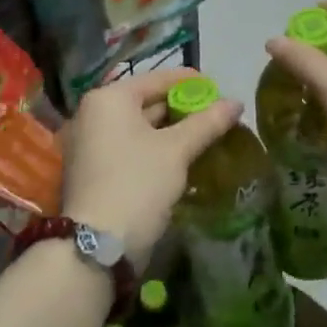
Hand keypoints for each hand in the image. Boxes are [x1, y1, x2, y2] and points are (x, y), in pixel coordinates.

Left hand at [59, 68, 241, 259]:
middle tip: (216, 116)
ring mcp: (90, 144)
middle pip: (147, 102)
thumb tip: (237, 102)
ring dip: (172, 131)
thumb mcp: (177, 149)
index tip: (219, 88)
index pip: (157, 78)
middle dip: (183, 109)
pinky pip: (130, 148)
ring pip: (140, 128)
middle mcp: (93, 115)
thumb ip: (207, 122)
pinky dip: (155, 149)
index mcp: (109, 99)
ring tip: (206, 136)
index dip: (191, 82)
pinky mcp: (94, 171)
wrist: (98, 247)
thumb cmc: (138, 183)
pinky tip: (183, 158)